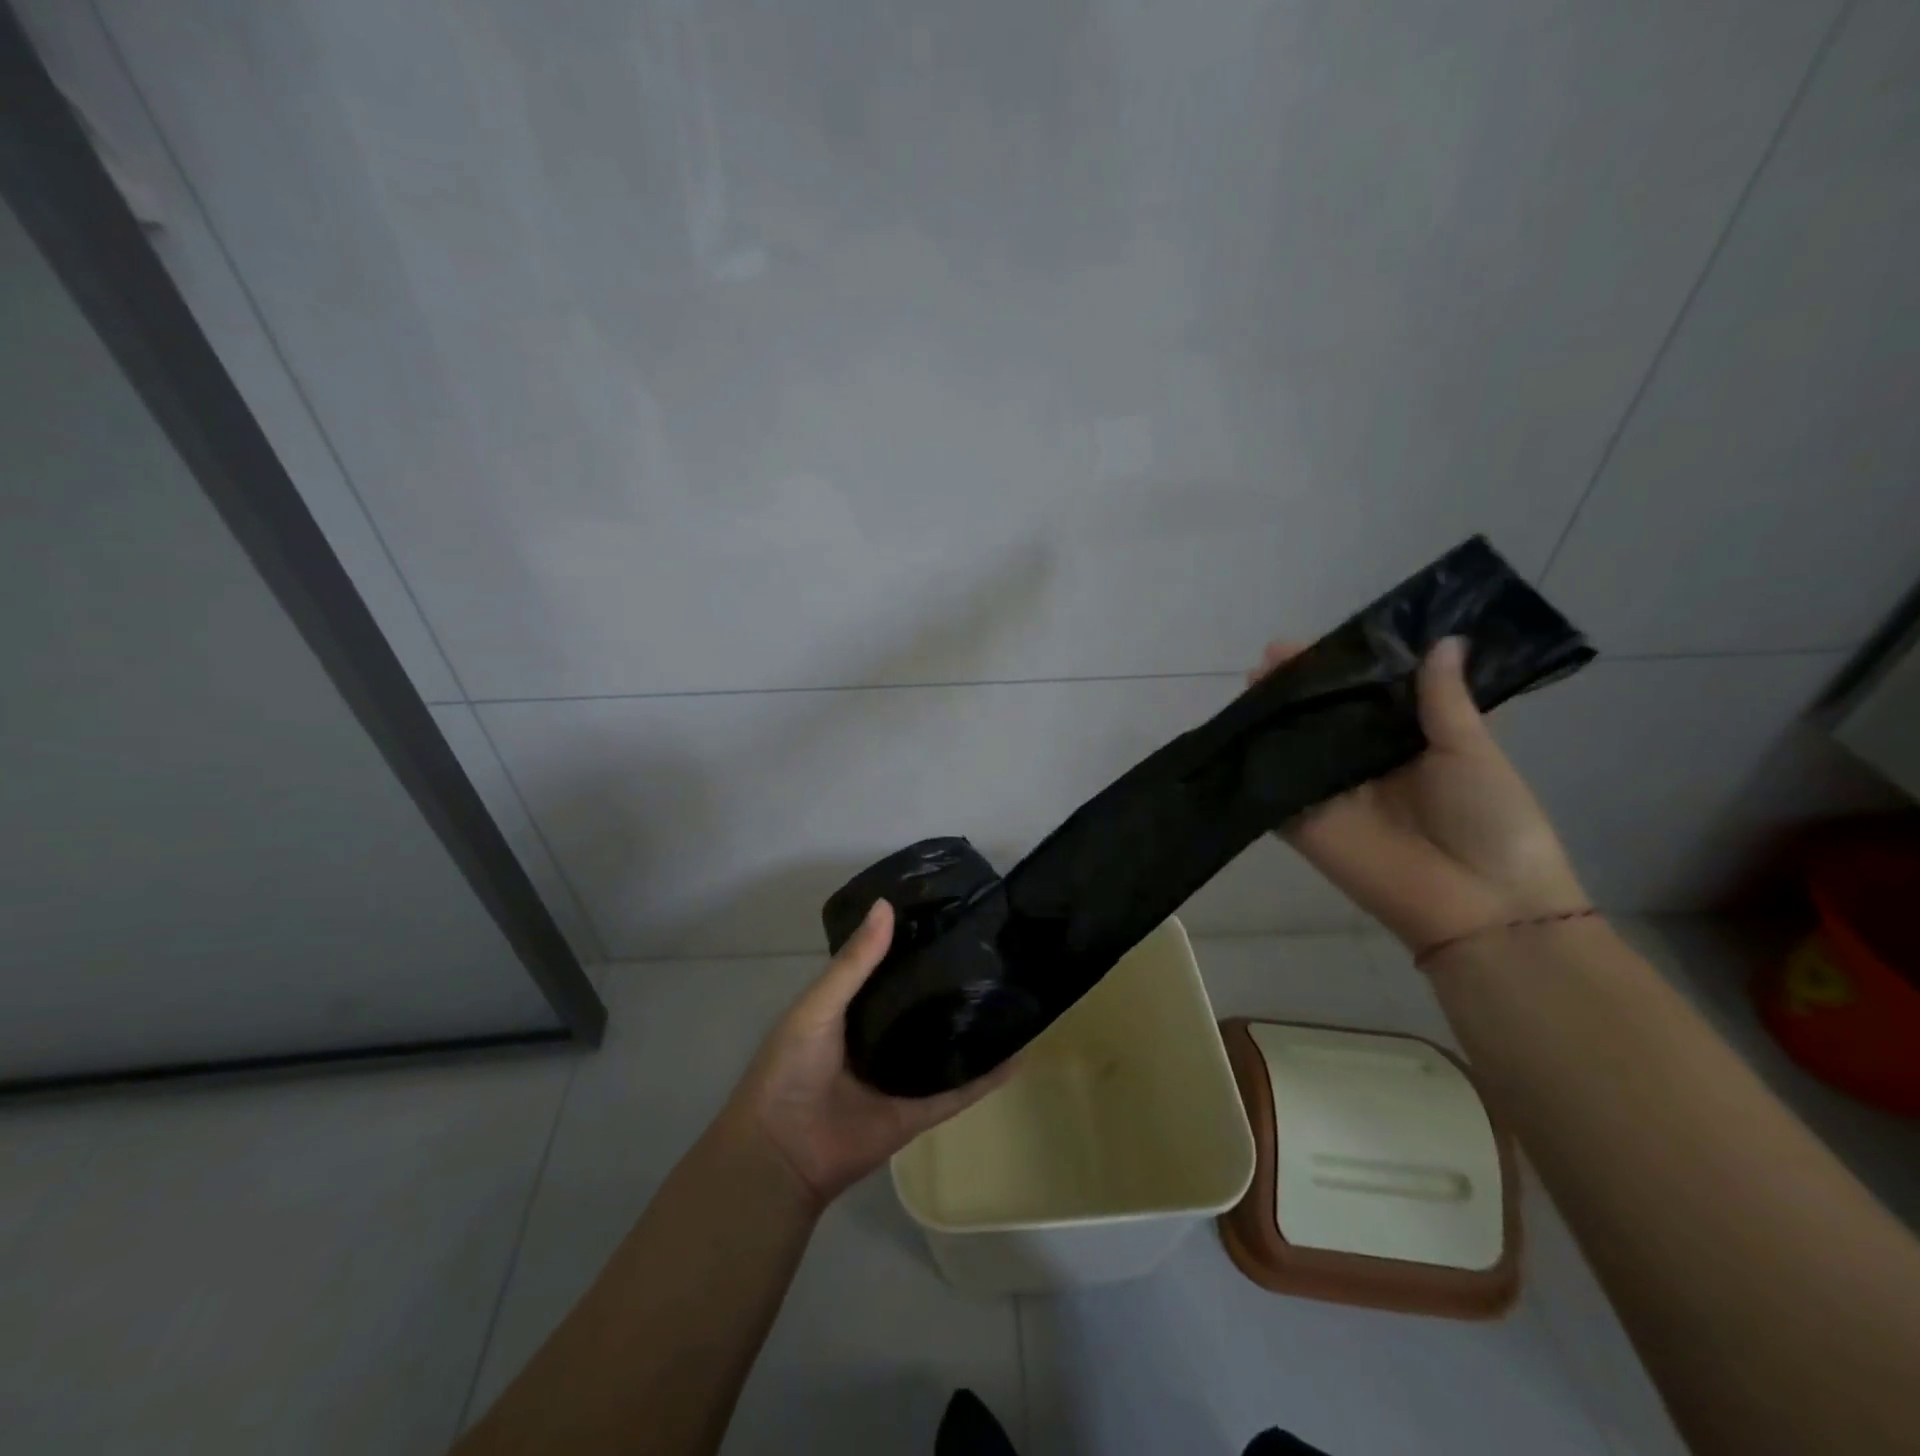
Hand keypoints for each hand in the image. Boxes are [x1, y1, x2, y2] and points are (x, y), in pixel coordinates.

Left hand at [725, 900, 1014, 1210]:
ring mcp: (903, 1074)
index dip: (917, 942)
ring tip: (1014, 991)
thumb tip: (886, 904)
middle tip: (994, 946)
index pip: (892, 967)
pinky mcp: (919, 1110)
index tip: (953, 912)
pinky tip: (1019, 1055)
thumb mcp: (819, 1005)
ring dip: (974, 1026)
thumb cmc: (790, 1068)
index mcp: (854, 1008)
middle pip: (923, 1004)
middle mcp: (882, 1036)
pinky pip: (958, 1091)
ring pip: (946, 1044)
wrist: (781, 1152)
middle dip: (951, 980)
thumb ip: (854, 962)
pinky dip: (987, 1077)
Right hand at [1251, 636, 1588, 952]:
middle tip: (1272, 655)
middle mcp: (1362, 763)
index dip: (1342, 667)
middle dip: (1296, 686)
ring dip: (1269, 715)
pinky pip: (1272, 787)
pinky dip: (1253, 762)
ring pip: (1291, 746)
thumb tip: (1443, 640)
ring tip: (1252, 681)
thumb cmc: (1491, 821)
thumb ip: (1444, 700)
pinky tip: (1236, 728)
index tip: (1319, 640)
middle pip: (1322, 717)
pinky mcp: (1300, 822)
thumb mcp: (1473, 751)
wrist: (1481, 904)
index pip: (1366, 695)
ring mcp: (1328, 793)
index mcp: (1407, 742)